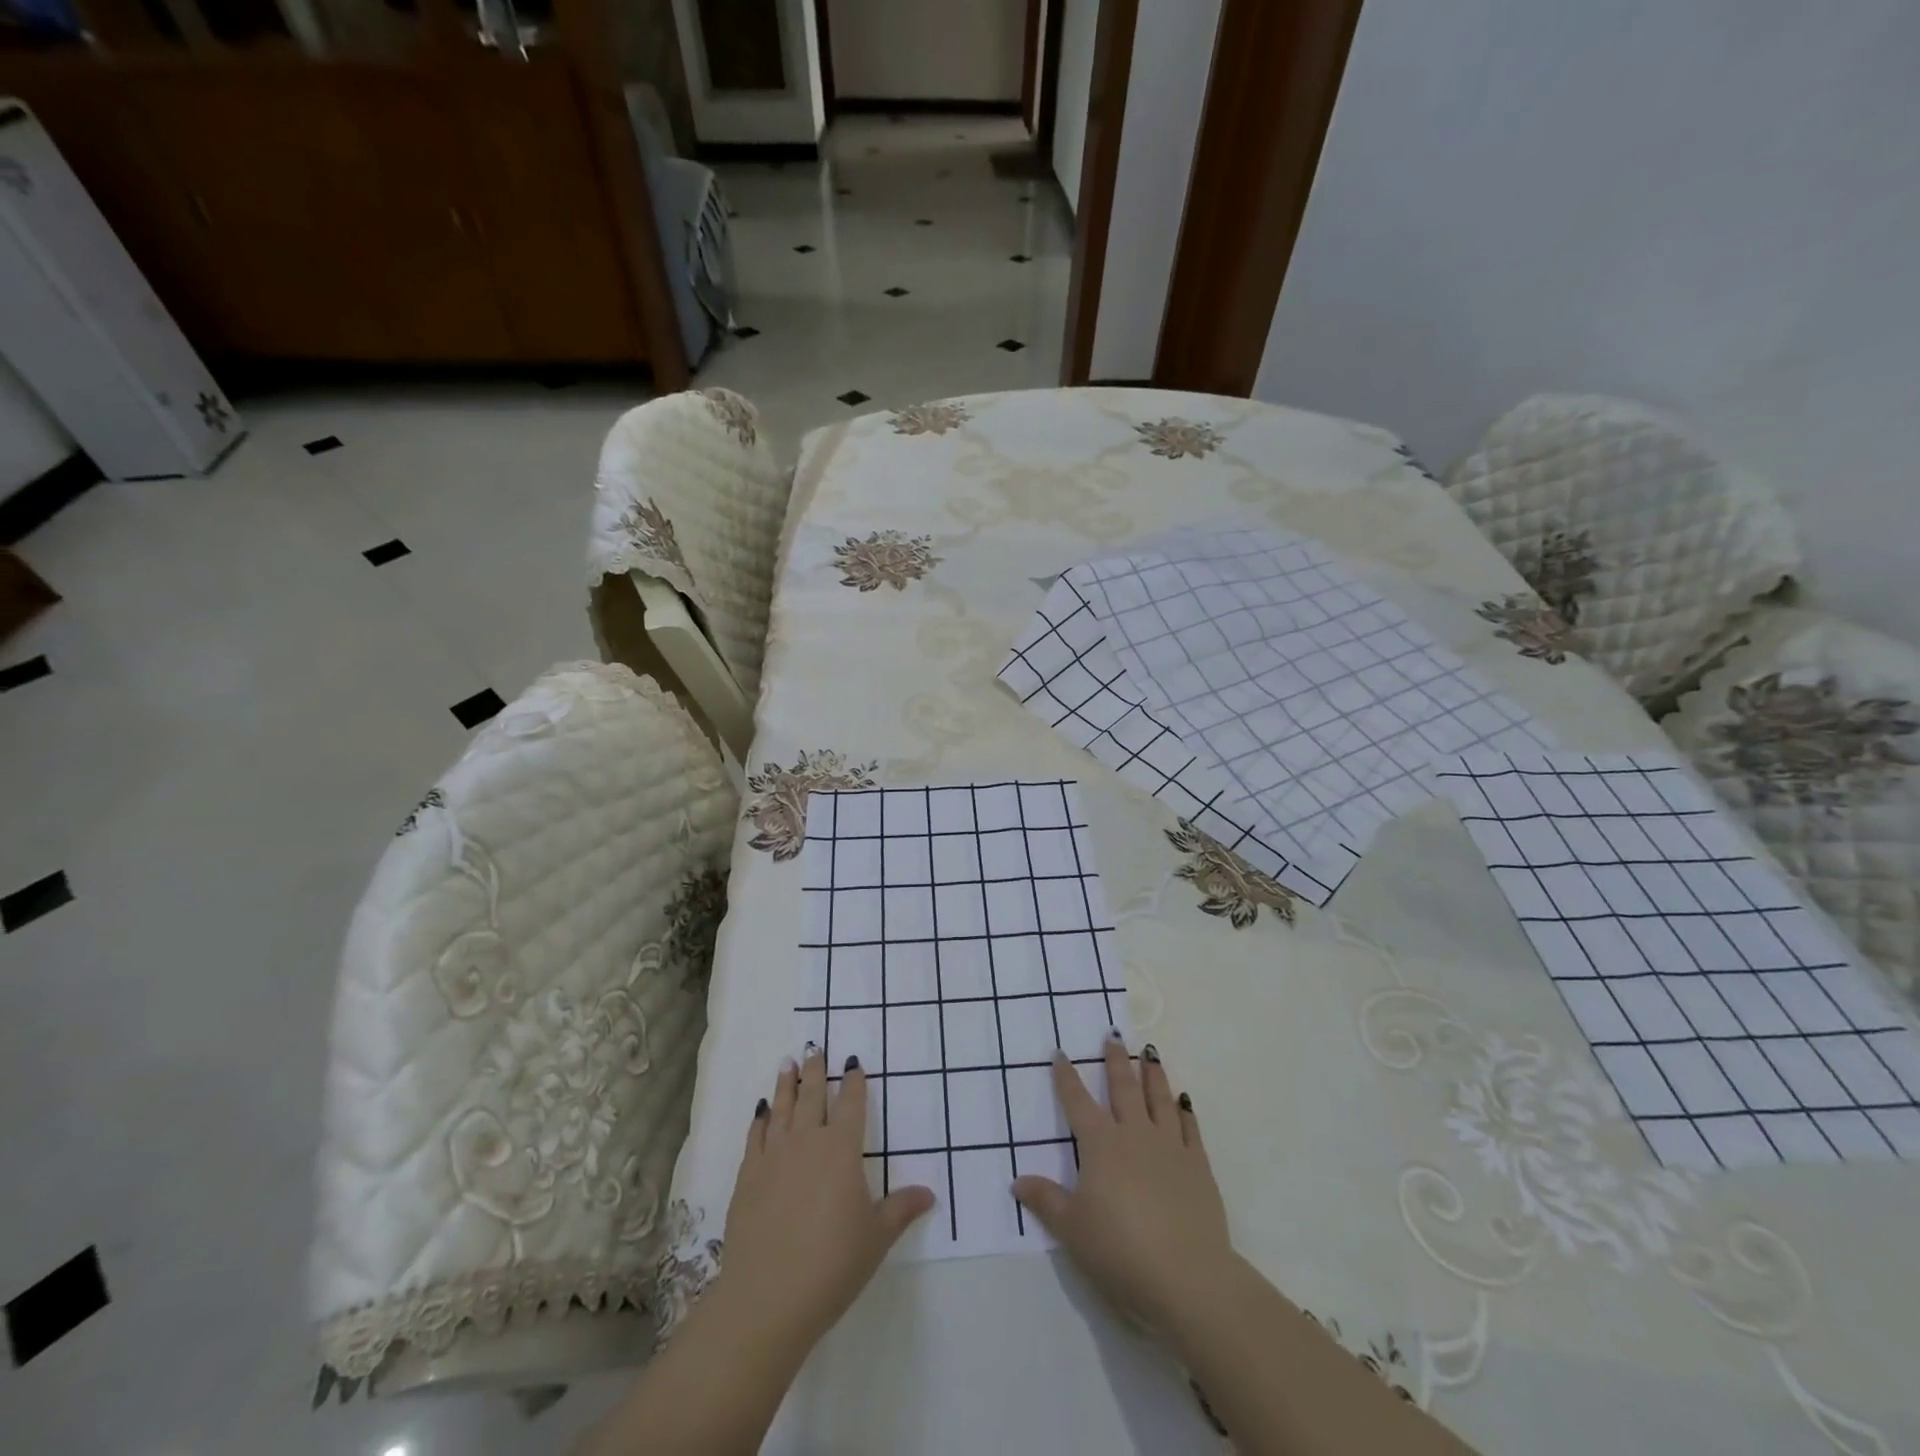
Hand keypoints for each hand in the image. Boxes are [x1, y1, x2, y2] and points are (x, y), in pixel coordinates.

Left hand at [715, 1044, 935, 1347]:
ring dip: (786, 1085)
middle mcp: (808, 1142)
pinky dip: (760, 1119)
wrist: (767, 1297)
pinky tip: (761, 1111)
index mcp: (842, 1150)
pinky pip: (756, 1137)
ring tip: (788, 1063)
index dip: (854, 1081)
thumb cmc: (832, 1265)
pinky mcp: (748, 1177)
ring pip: (782, 1109)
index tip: (853, 1062)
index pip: (851, 1104)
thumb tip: (930, 1193)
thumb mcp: (876, 1238)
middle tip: (815, 1048)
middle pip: (813, 1097)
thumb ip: (900, 1209)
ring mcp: (774, 1157)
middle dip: (815, 1072)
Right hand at [1012, 1035, 1234, 1332]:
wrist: (1188, 1278)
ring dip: (1153, 1073)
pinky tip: (1183, 1099)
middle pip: (1123, 1089)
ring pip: (1159, 1098)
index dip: (1066, 1078)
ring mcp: (1170, 1147)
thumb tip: (1017, 1181)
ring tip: (1150, 1052)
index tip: (1060, 1053)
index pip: (1078, 1103)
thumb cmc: (1120, 1252)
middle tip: (1113, 1036)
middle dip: (1115, 1061)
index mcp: (1101, 1146)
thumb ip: (1046, 1201)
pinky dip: (1184, 1109)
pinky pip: (1189, 1127)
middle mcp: (1135, 1135)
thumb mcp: (1073, 1230)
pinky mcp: (1198, 1166)